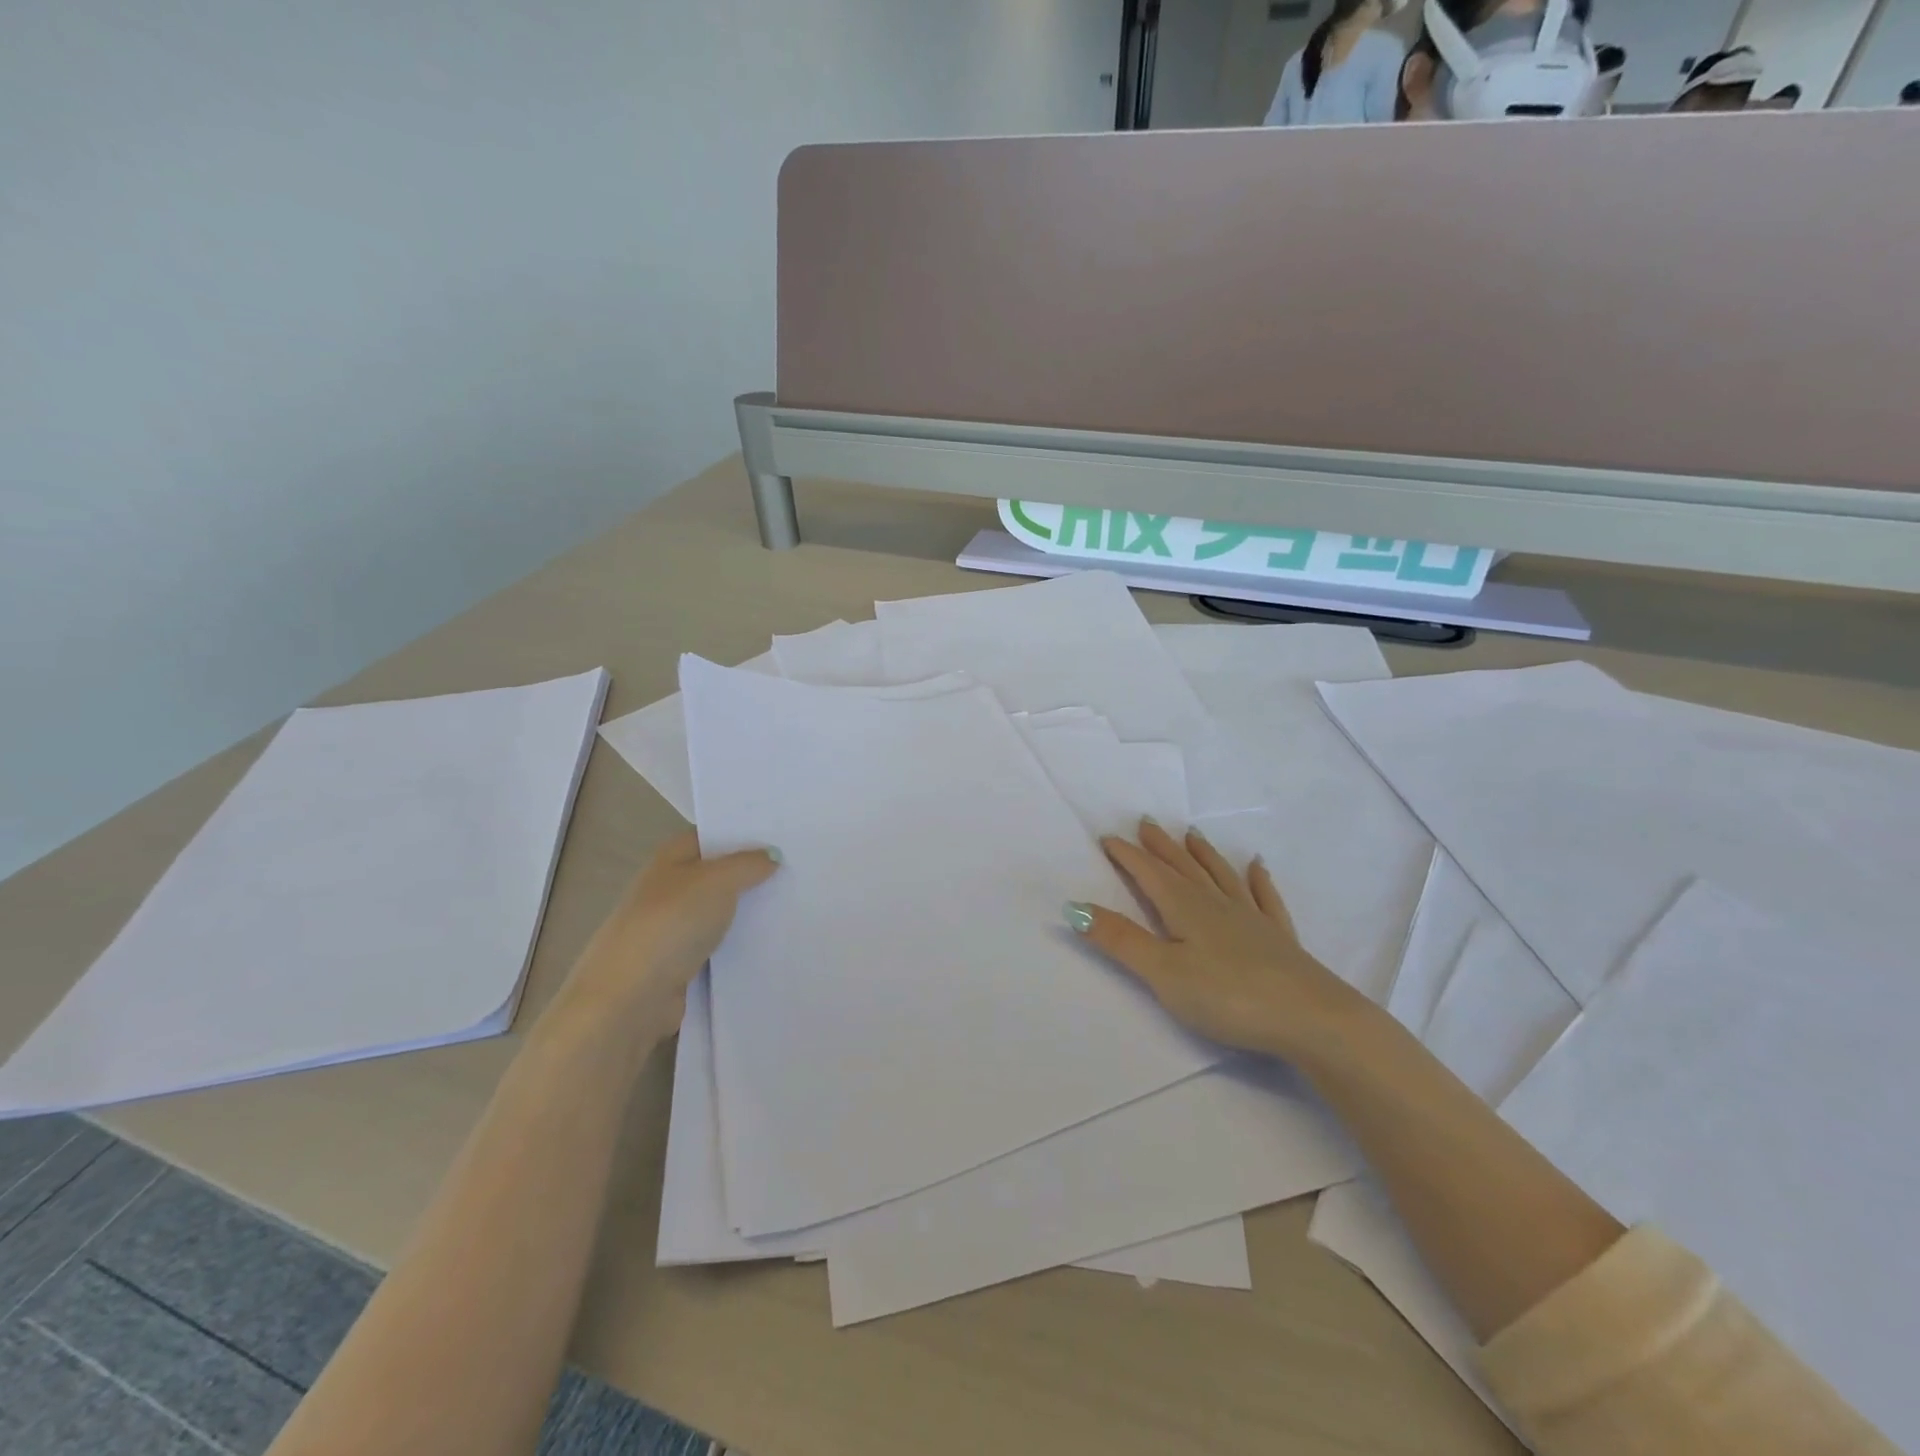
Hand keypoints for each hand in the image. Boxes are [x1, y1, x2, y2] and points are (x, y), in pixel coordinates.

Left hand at [553, 830, 779, 1038]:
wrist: (630, 998)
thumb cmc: (671, 924)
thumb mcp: (717, 881)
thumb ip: (748, 864)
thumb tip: (772, 856)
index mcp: (670, 858)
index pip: (711, 835)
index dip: (744, 833)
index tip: (784, 836)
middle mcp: (669, 888)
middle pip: (717, 873)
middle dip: (752, 872)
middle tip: (798, 868)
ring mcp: (672, 927)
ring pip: (720, 910)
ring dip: (748, 910)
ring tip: (795, 902)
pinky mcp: (680, 963)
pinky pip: (718, 944)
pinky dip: (740, 942)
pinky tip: (771, 941)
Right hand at [1071, 819, 1366, 1062]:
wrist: (1311, 1018)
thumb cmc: (1228, 996)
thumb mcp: (1163, 972)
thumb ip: (1120, 940)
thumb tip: (1074, 907)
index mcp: (1185, 909)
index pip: (1150, 874)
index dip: (1128, 856)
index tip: (1108, 837)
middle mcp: (1217, 904)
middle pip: (1183, 867)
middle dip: (1161, 846)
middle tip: (1145, 822)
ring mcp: (1252, 919)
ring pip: (1220, 876)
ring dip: (1203, 854)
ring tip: (1192, 834)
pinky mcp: (1279, 939)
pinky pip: (1265, 898)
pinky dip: (1258, 880)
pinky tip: (1258, 867)